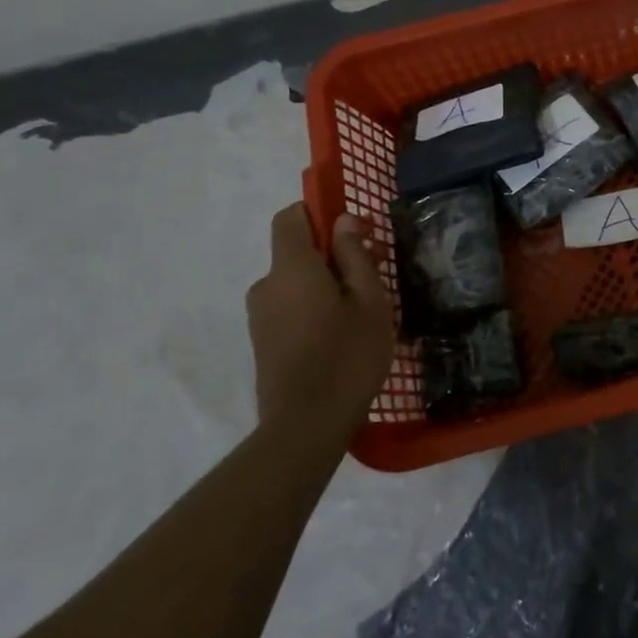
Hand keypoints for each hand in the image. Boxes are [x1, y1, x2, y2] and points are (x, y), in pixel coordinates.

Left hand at [246, 204, 395, 440]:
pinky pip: (290, 306)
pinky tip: (344, 332)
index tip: (354, 229)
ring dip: (328, 283)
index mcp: (291, 267)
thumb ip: (354, 256)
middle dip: (334, 253)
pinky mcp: (263, 341)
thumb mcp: (369, 301)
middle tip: (377, 271)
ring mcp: (260, 315)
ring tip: (366, 309)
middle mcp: (267, 285)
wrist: (305, 425)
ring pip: (296, 282)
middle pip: (297, 251)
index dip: (319, 212)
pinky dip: (315, 306)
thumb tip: (343, 221)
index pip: (290, 217)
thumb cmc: (347, 355)